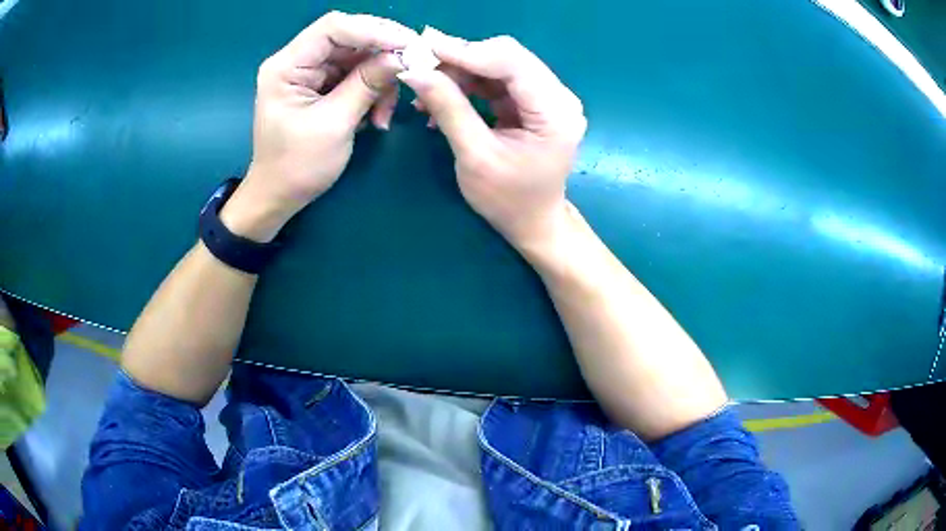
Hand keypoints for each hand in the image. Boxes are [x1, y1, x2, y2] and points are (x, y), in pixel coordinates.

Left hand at [223, 12, 416, 241]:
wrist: (278, 196)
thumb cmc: (297, 166)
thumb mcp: (334, 124)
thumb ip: (367, 84)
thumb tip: (403, 57)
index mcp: (287, 66)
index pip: (334, 28)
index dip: (373, 30)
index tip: (410, 45)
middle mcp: (297, 61)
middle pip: (350, 38)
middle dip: (382, 56)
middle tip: (410, 72)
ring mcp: (310, 72)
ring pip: (358, 57)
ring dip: (380, 81)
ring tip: (383, 115)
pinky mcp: (321, 85)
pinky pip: (356, 75)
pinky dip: (372, 92)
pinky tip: (375, 117)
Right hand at [398, 31, 586, 250]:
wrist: (533, 222)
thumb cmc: (508, 200)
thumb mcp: (474, 157)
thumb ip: (448, 108)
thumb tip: (415, 71)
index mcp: (555, 112)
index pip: (512, 62)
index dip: (467, 51)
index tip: (425, 49)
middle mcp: (558, 96)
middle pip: (506, 57)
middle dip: (461, 61)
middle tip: (421, 71)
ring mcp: (547, 97)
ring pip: (498, 65)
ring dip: (460, 73)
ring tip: (426, 93)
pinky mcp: (533, 101)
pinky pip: (496, 80)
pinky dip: (468, 85)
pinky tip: (442, 99)